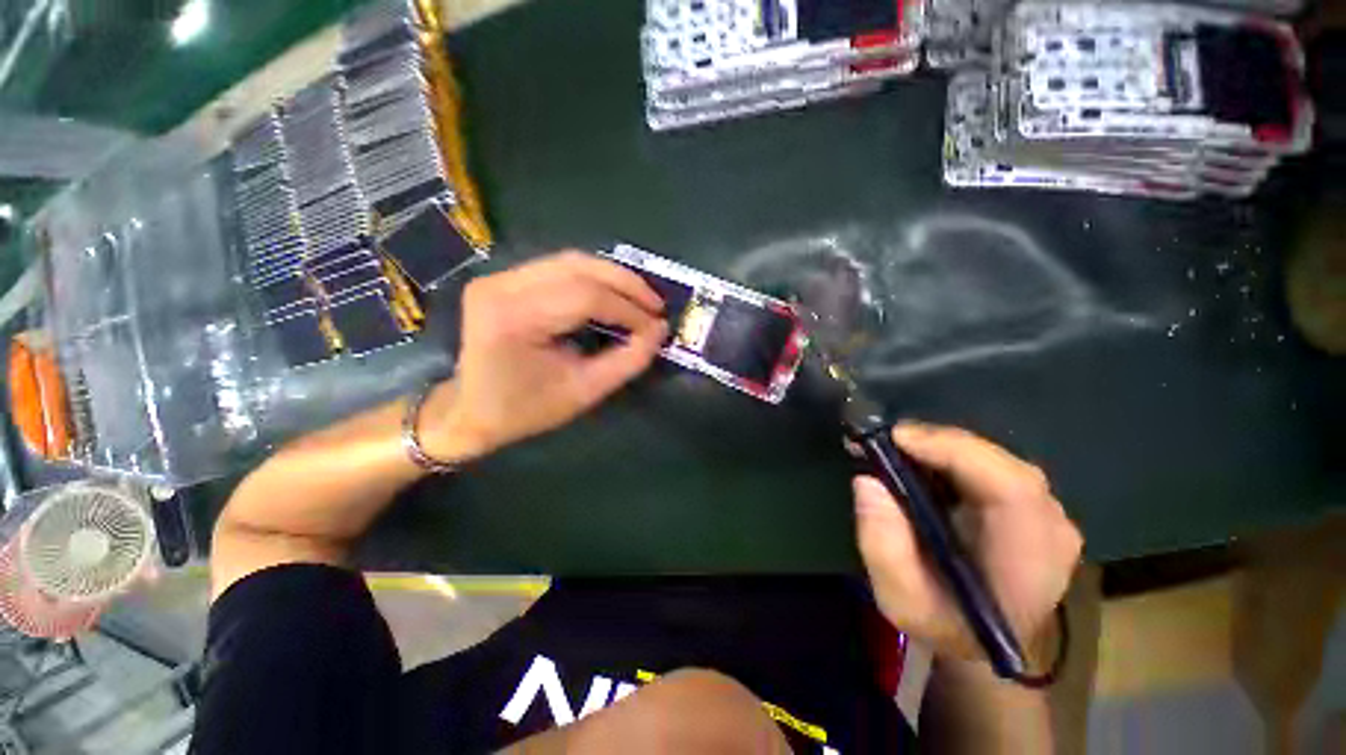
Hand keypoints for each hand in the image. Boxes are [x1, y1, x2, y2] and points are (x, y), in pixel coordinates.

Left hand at [421, 251, 666, 460]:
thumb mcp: (583, 392)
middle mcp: (501, 286)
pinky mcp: (504, 278)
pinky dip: (594, 278)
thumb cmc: (525, 410)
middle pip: (579, 267)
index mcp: (514, 318)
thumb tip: (659, 332)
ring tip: (641, 298)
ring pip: (571, 261)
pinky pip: (560, 268)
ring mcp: (499, 276)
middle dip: (626, 284)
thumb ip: (627, 361)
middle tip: (656, 304)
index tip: (656, 326)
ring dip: (613, 277)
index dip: (628, 309)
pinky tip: (613, 293)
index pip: (585, 297)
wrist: (470, 410)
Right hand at [853, 423, 1081, 661]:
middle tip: (885, 441)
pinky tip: (918, 461)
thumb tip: (868, 481)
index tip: (897, 438)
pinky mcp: (1027, 504)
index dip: (955, 451)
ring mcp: (1044, 513)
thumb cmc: (942, 625)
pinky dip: (949, 457)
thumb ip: (883, 546)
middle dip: (938, 444)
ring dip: (940, 448)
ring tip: (894, 449)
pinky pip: (988, 466)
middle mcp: (1050, 527)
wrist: (977, 641)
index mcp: (1031, 559)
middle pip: (1000, 463)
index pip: (1011, 486)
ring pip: (993, 459)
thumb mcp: (900, 599)